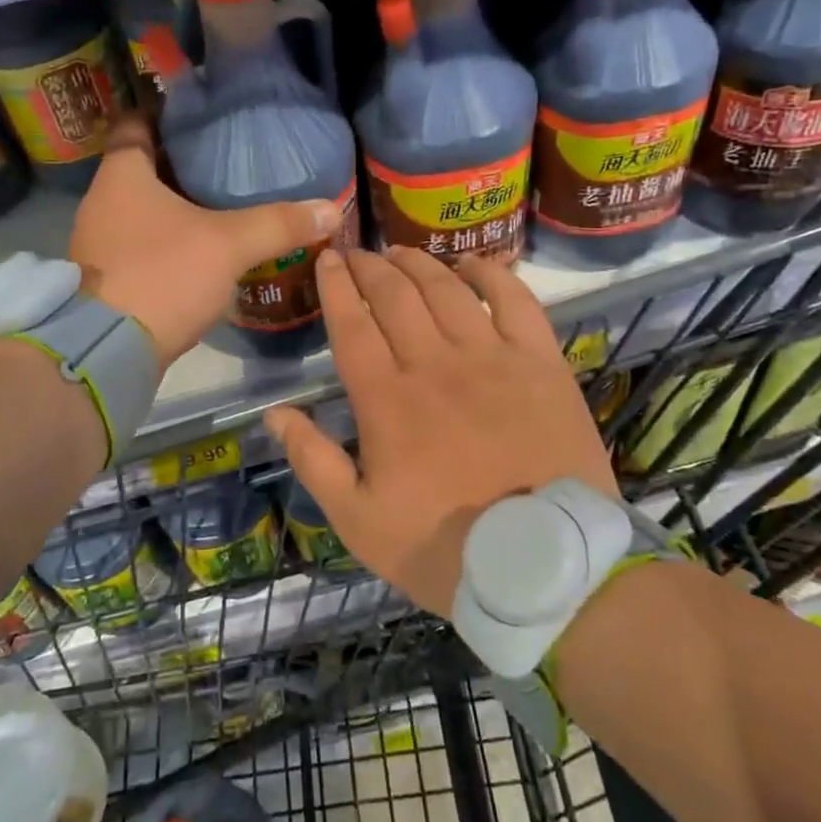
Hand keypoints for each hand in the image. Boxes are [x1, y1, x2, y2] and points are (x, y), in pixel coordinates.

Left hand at [71, 118, 341, 370]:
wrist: (108, 353)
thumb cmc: (162, 276)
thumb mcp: (228, 245)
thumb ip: (278, 224)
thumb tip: (330, 208)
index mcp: (121, 175)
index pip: (136, 124)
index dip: (166, 115)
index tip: (201, 115)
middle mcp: (101, 202)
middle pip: (142, 167)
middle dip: (180, 162)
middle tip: (225, 158)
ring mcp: (99, 243)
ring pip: (140, 209)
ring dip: (174, 205)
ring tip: (219, 201)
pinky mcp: (106, 278)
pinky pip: (140, 243)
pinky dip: (167, 239)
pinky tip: (200, 248)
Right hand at [264, 247, 616, 617]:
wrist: (546, 569)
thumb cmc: (443, 547)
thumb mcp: (358, 521)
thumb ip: (313, 462)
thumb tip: (274, 414)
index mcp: (386, 399)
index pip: (351, 324)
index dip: (335, 287)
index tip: (326, 260)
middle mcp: (435, 364)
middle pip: (395, 296)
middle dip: (370, 267)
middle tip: (356, 252)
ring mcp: (492, 358)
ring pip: (446, 290)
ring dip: (418, 263)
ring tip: (399, 252)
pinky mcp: (541, 363)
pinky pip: (515, 301)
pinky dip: (491, 275)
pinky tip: (472, 264)